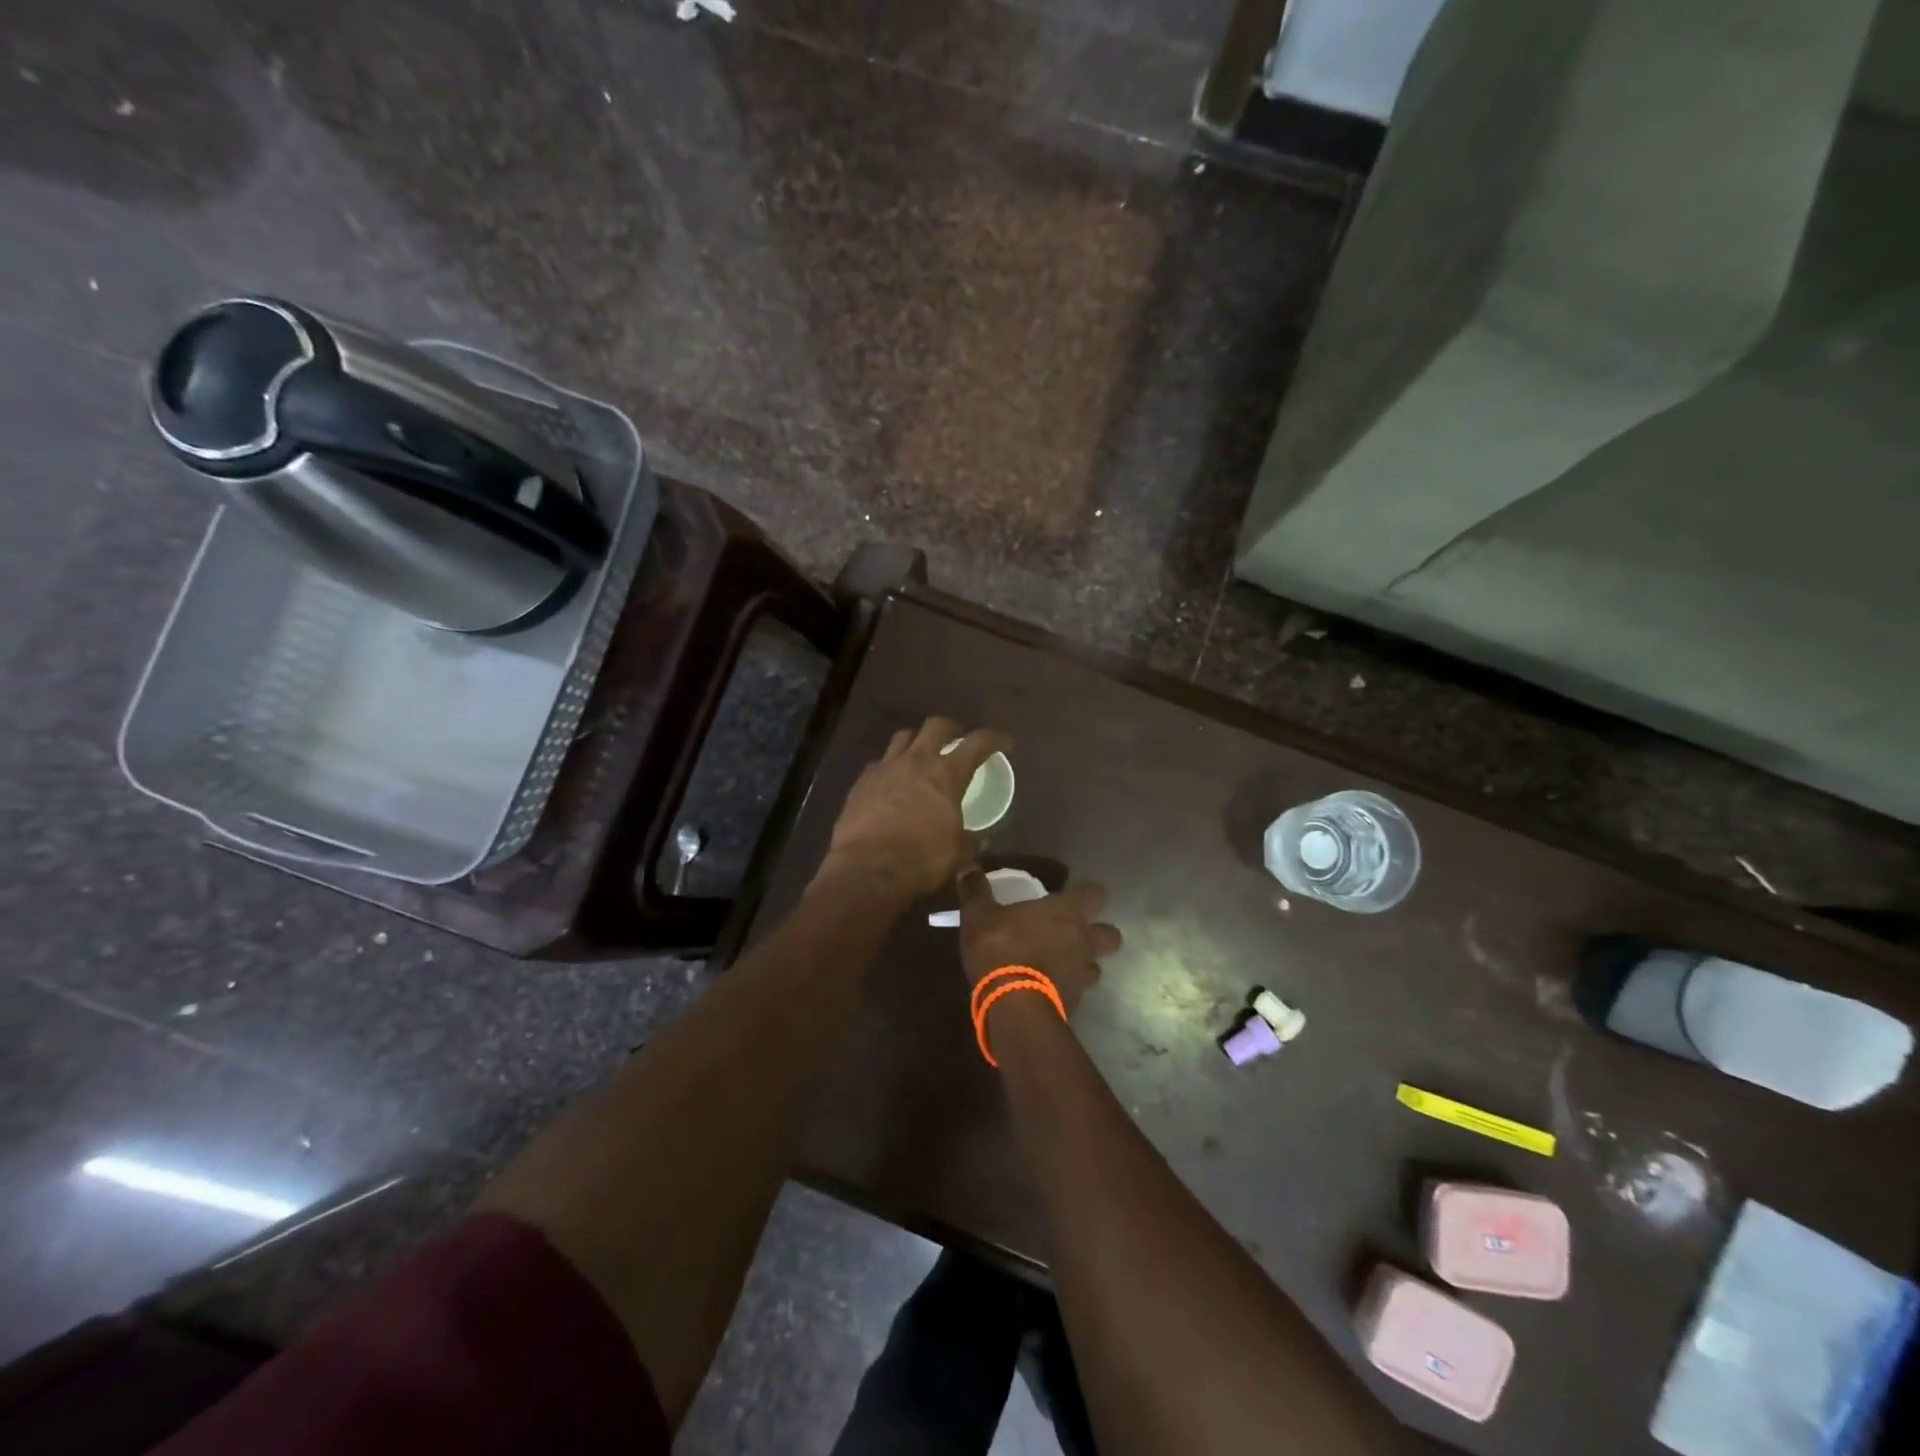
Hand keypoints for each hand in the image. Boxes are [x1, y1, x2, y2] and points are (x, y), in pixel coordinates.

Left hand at [820, 718, 1009, 899]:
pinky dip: (891, 766)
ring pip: (903, 737)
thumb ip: (969, 841)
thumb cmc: (921, 859)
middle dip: (951, 729)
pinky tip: (893, 780)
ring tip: (922, 753)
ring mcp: (885, 768)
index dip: (994, 739)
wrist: (867, 868)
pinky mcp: (862, 781)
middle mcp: (916, 761)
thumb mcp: (957, 853)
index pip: (977, 744)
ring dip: (917, 740)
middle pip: (936, 726)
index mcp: (946, 774)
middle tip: (958, 738)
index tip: (1004, 742)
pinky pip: (880, 762)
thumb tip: (978, 840)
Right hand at [957, 869, 1122, 1016]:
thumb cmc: (1001, 947)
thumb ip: (976, 890)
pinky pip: (1078, 992)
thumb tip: (967, 866)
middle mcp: (1084, 940)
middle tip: (1075, 934)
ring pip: (1096, 966)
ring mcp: (1083, 974)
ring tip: (1060, 965)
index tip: (1072, 896)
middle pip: (1111, 935)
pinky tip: (1047, 990)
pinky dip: (1067, 989)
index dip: (1087, 894)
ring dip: (1083, 965)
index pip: (1096, 894)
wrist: (1013, 1005)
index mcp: (1068, 911)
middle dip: (1099, 934)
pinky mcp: (1076, 1003)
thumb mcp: (979, 915)